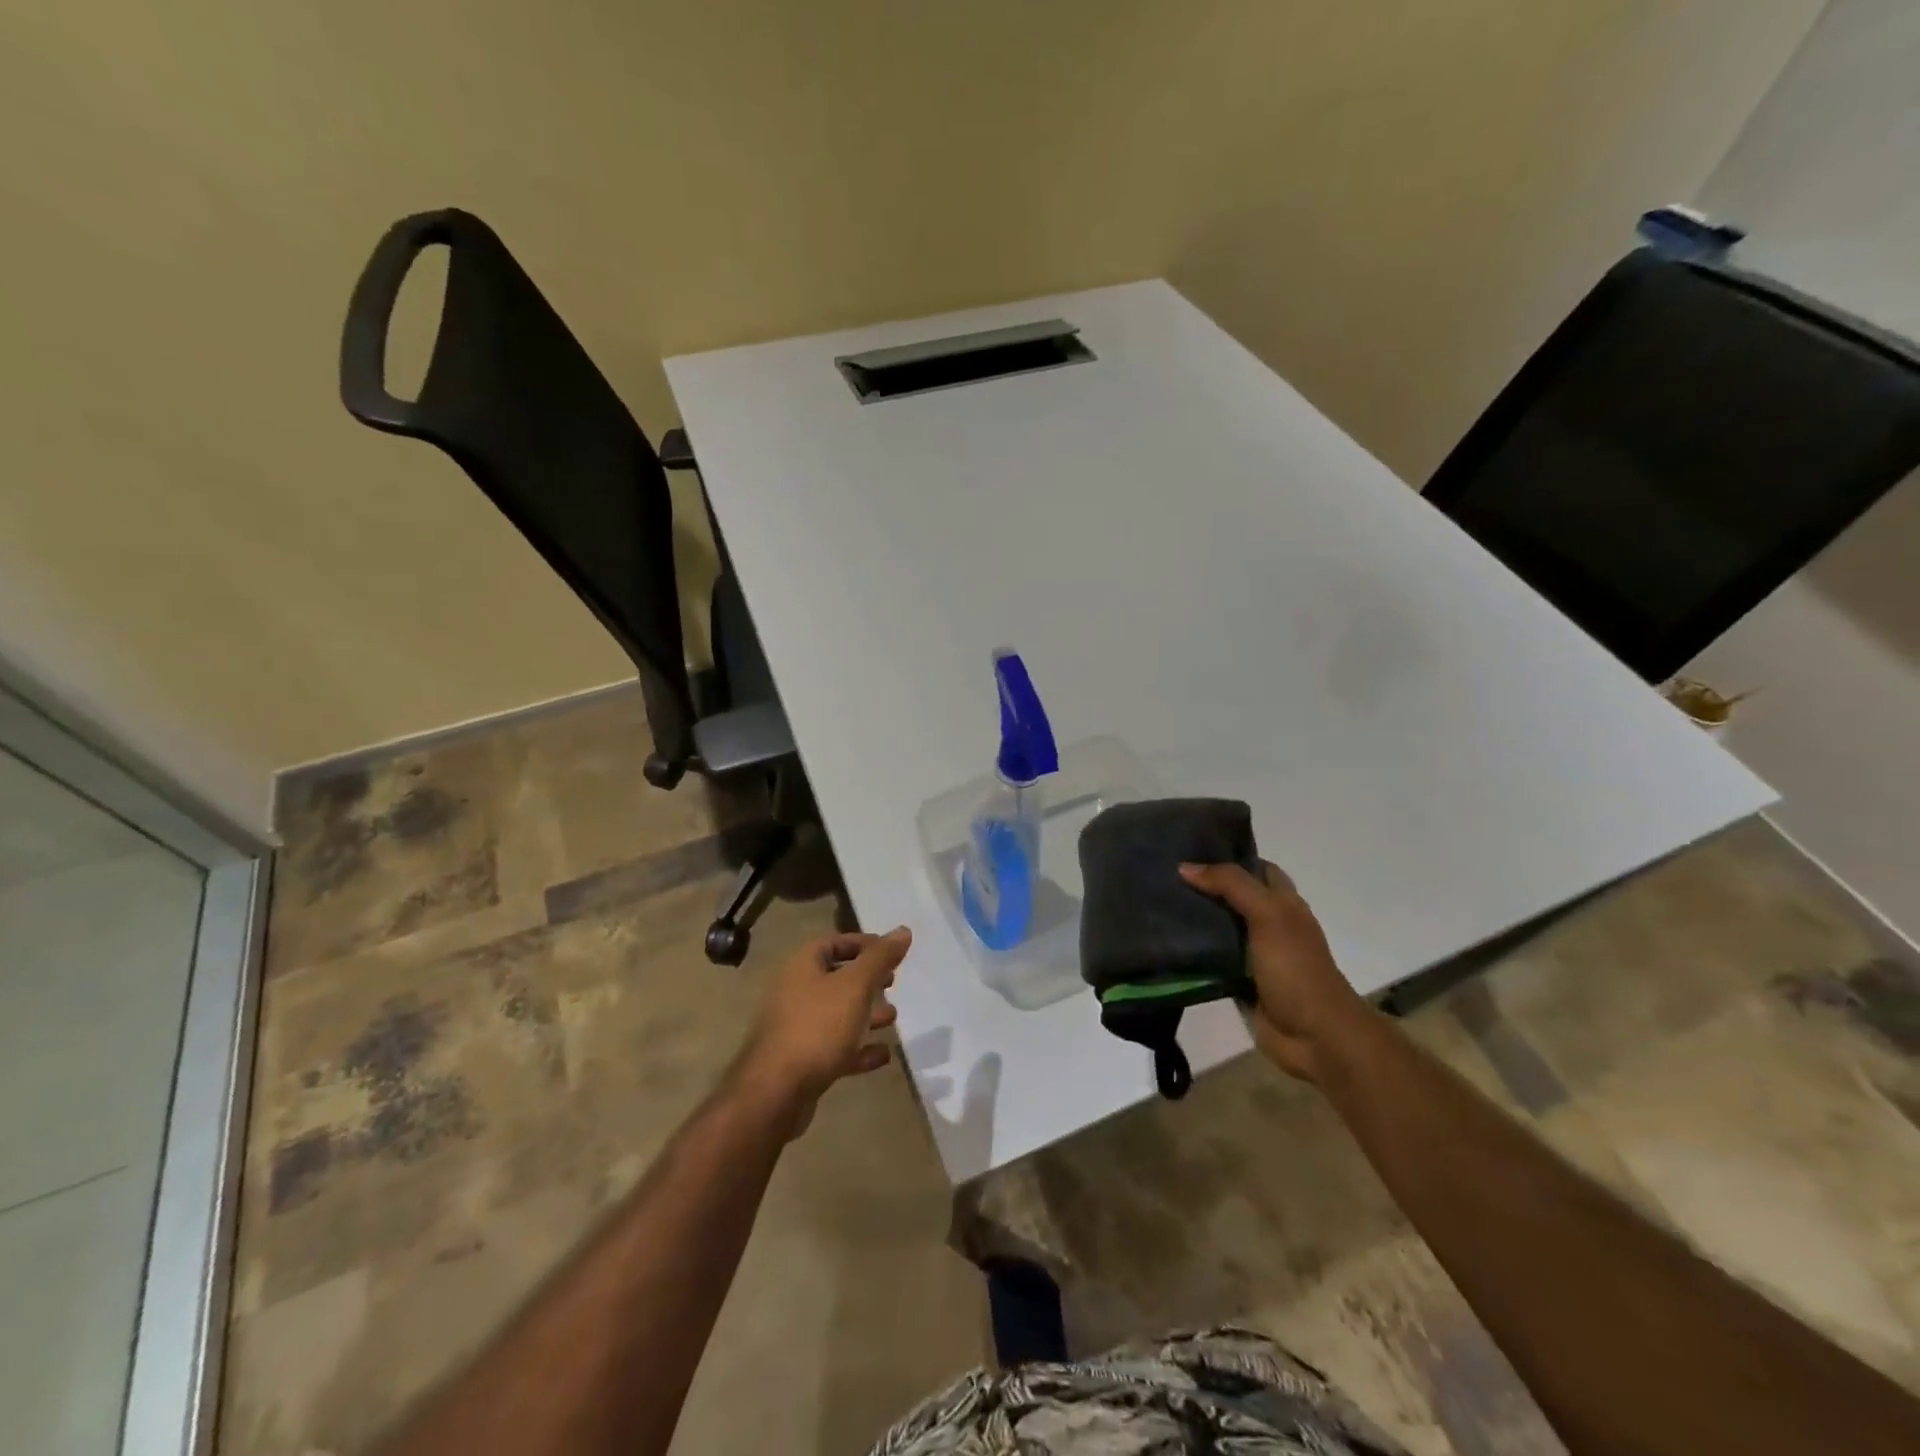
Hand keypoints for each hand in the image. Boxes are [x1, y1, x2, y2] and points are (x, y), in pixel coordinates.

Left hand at [734, 927, 910, 1134]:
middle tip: (893, 982)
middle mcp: (795, 992)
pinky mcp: (801, 1061)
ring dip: (866, 1014)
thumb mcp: (855, 986)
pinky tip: (883, 1055)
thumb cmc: (818, 1027)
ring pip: (837, 1014)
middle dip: (867, 979)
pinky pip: (835, 1047)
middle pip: (835, 978)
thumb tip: (903, 930)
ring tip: (893, 1017)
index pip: (834, 942)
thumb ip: (880, 958)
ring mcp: (796, 1028)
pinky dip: (859, 1048)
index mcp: (802, 966)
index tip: (891, 952)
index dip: (863, 944)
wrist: (776, 1092)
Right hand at [1178, 861, 1370, 1082]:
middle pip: (1232, 896)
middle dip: (1203, 886)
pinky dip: (1191, 952)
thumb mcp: (1268, 915)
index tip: (1189, 846)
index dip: (1228, 855)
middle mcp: (1269, 924)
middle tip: (1162, 874)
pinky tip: (1164, 942)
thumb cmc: (1296, 968)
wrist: (1316, 1036)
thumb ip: (1231, 885)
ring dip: (1193, 919)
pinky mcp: (1239, 982)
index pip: (1255, 867)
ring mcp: (1254, 955)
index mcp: (1283, 903)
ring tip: (1154, 903)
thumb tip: (1185, 867)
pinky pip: (1210, 960)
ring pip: (1218, 928)